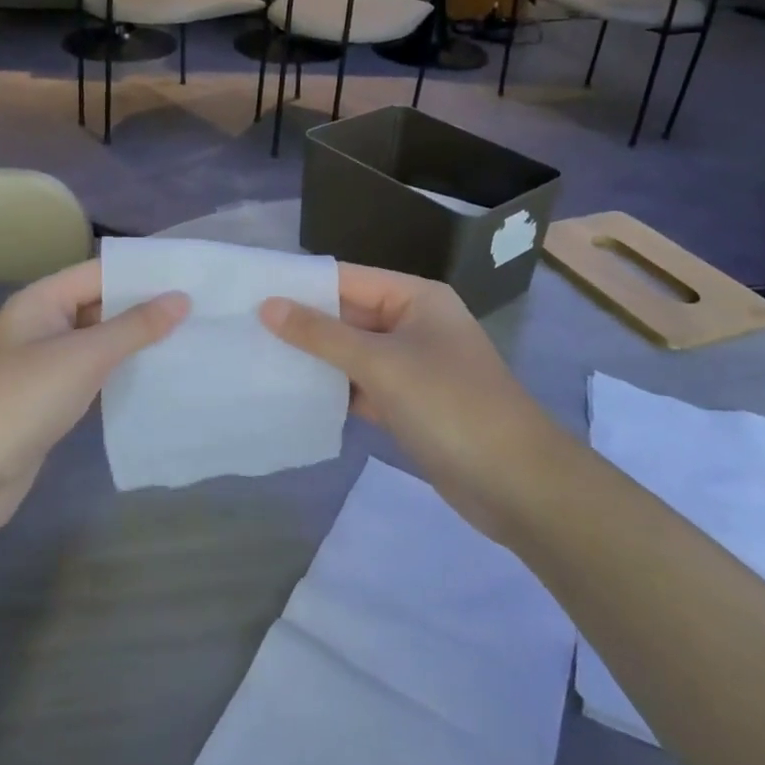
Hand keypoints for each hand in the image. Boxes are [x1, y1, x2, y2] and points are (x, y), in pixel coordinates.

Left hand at [0, 260, 187, 553]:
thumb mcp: (83, 356)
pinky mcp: (46, 403)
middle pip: (99, 306)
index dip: (143, 273)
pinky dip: (119, 376)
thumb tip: (181, 298)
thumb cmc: (21, 399)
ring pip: (96, 344)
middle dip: (144, 309)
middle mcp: (40, 326)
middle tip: (201, 311)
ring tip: (189, 341)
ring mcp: (42, 367)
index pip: (99, 272)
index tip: (191, 276)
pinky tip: (155, 380)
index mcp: (41, 300)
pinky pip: (90, 377)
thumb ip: (134, 326)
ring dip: (134, 344)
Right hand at [260, 264, 549, 540]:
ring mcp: (414, 366)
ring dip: (315, 358)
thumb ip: (322, 335)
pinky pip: (363, 386)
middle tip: (244, 328)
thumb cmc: (451, 406)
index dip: (301, 285)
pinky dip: (335, 390)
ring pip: (353, 353)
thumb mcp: (381, 364)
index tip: (250, 292)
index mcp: (415, 298)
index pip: (347, 278)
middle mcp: (414, 324)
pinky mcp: (411, 404)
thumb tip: (268, 305)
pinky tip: (295, 395)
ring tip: (259, 358)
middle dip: (303, 323)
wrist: (520, 486)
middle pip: (349, 315)